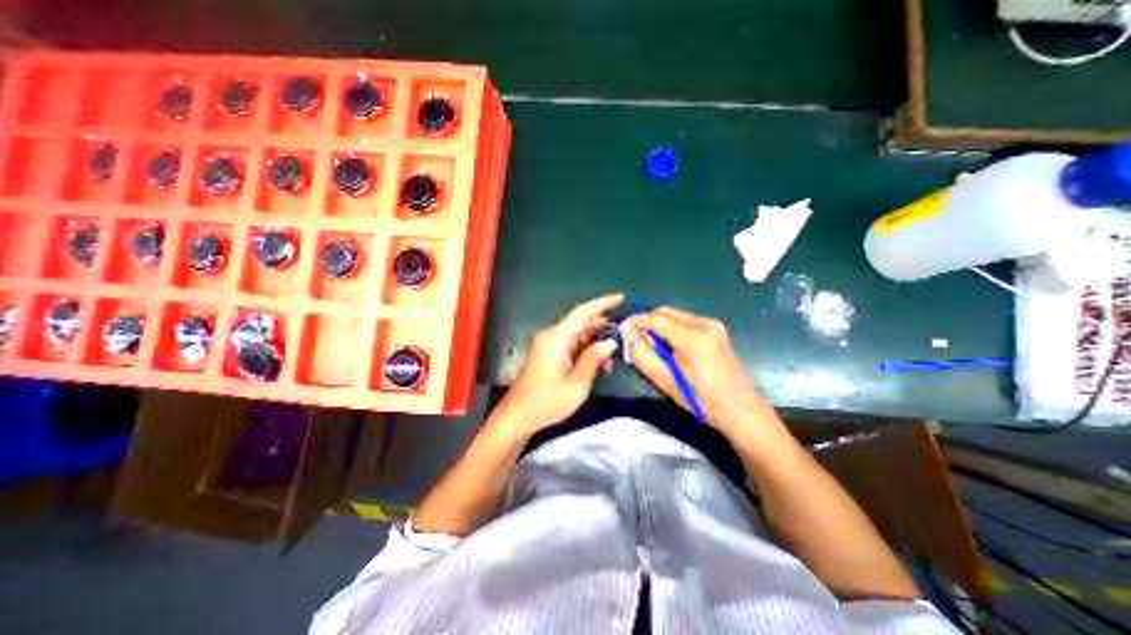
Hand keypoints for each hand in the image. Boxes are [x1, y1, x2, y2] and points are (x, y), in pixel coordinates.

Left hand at [494, 292, 622, 435]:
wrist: (518, 415)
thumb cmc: (546, 402)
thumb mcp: (577, 385)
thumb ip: (593, 359)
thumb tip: (610, 342)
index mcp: (556, 339)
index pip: (582, 312)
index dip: (603, 303)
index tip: (621, 298)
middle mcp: (551, 335)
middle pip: (582, 322)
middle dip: (603, 328)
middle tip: (622, 341)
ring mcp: (549, 343)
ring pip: (579, 333)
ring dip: (596, 342)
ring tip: (610, 360)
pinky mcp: (549, 352)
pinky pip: (572, 343)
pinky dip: (586, 349)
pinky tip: (598, 363)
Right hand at [629, 305, 768, 433]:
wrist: (742, 410)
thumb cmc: (703, 401)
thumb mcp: (666, 382)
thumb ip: (643, 356)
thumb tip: (630, 335)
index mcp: (694, 339)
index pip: (657, 319)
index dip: (637, 320)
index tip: (623, 328)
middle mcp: (705, 324)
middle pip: (666, 312)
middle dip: (648, 322)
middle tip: (637, 339)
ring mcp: (714, 325)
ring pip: (675, 316)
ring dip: (660, 326)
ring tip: (655, 347)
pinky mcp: (717, 329)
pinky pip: (686, 321)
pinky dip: (673, 329)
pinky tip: (672, 348)